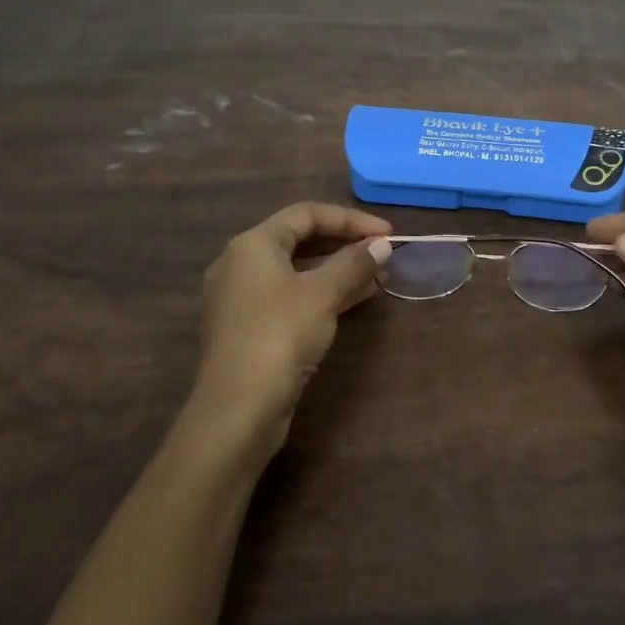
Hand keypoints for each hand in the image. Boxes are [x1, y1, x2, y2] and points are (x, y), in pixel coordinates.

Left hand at [194, 202, 391, 453]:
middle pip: (300, 240)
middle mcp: (241, 264)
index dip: (350, 219)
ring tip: (378, 278)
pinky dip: (323, 294)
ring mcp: (243, 299)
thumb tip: (382, 244)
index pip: (306, 214)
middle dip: (345, 245)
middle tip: (383, 254)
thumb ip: (354, 263)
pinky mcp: (250, 328)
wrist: (237, 410)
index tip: (386, 234)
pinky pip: (292, 297)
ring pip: (298, 271)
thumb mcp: (322, 294)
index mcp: (252, 245)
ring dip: (338, 271)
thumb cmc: (279, 336)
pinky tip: (355, 300)